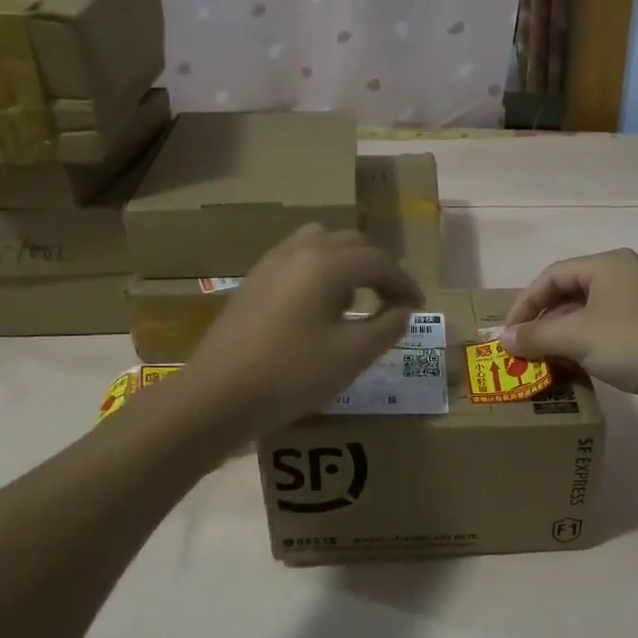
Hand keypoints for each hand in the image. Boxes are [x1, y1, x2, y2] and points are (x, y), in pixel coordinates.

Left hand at [178, 224, 422, 438]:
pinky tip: (320, 304)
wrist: (218, 395)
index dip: (404, 283)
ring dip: (348, 262)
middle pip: (352, 242)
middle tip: (394, 299)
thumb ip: (387, 327)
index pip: (379, 261)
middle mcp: (300, 250)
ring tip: (356, 297)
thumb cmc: (292, 374)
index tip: (419, 307)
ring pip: (323, 243)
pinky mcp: (255, 279)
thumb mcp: (352, 355)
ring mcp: (272, 261)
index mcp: (327, 264)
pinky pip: (299, 257)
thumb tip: (402, 310)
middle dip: (380, 267)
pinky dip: (321, 268)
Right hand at [502, 249, 637, 417]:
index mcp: (609, 264)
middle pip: (573, 292)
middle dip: (546, 321)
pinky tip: (584, 366)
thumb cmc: (634, 343)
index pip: (553, 275)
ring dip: (567, 335)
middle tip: (527, 348)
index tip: (508, 334)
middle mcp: (629, 274)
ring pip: (594, 312)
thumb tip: (504, 339)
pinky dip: (592, 343)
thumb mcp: (577, 337)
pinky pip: (614, 329)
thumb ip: (536, 335)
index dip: (525, 303)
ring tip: (550, 360)